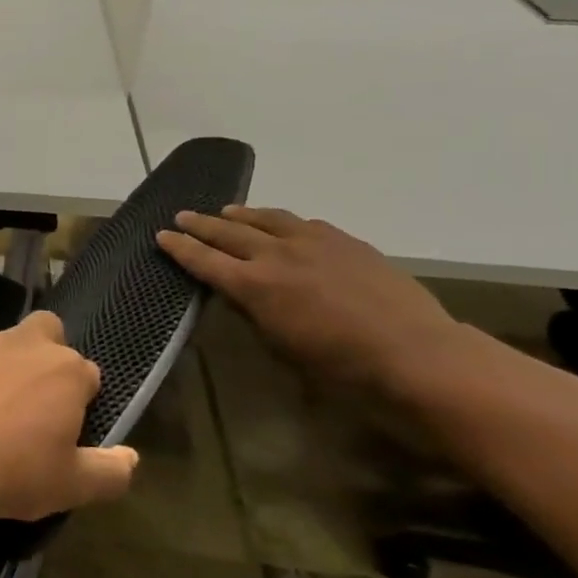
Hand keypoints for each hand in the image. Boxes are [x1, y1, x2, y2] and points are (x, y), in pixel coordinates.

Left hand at [0, 312, 136, 521]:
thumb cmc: (10, 473)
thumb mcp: (72, 487)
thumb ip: (111, 471)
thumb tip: (131, 457)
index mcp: (66, 370)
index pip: (88, 375)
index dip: (81, 400)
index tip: (66, 428)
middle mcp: (24, 343)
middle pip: (47, 332)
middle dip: (47, 354)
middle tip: (31, 399)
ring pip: (0, 342)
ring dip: (1, 365)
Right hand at [157, 206, 467, 393]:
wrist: (416, 355)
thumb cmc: (340, 367)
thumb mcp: (281, 347)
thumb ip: (255, 313)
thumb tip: (241, 294)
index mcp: (253, 285)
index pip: (203, 260)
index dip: (179, 247)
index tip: (162, 235)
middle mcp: (276, 255)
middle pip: (228, 231)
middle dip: (201, 223)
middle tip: (182, 216)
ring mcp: (313, 242)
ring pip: (266, 218)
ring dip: (241, 214)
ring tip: (226, 210)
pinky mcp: (346, 241)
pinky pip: (303, 223)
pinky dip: (282, 221)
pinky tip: (283, 225)